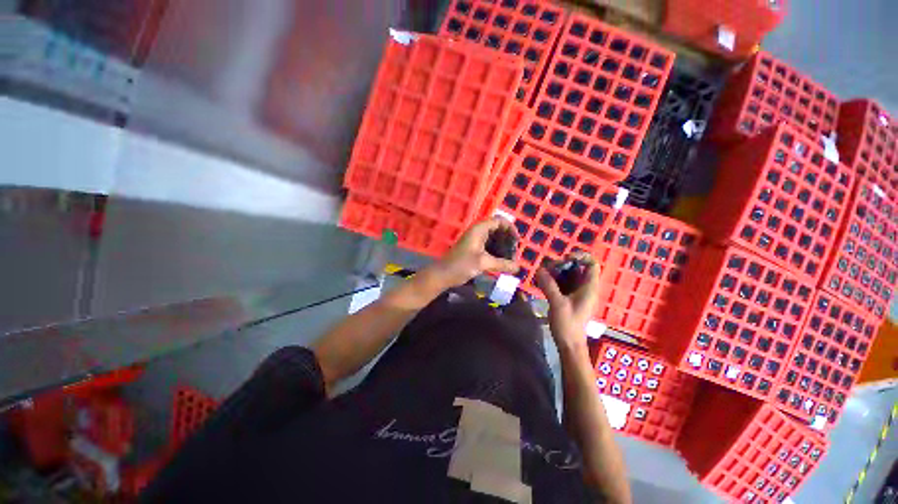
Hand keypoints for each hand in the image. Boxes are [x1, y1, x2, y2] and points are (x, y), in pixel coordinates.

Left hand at [428, 217, 519, 288]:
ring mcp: (475, 240)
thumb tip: (519, 267)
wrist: (443, 274)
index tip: (517, 241)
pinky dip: (496, 251)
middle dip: (508, 239)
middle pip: (498, 229)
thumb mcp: (484, 263)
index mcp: (479, 229)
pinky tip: (501, 262)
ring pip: (494, 239)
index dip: (511, 228)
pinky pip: (489, 246)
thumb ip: (502, 264)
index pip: (499, 221)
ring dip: (503, 246)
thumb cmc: (462, 265)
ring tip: (510, 258)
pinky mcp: (473, 249)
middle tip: (514, 252)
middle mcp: (478, 232)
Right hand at [535, 251, 601, 352]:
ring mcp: (576, 293)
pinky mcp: (568, 298)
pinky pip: (561, 283)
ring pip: (567, 275)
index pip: (592, 264)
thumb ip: (549, 285)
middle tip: (548, 269)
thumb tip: (540, 270)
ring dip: (555, 272)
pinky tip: (542, 282)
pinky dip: (553, 280)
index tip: (564, 258)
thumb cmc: (568, 324)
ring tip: (542, 274)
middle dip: (562, 265)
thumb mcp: (557, 303)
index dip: (580, 257)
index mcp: (589, 288)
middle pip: (576, 268)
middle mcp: (584, 288)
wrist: (569, 344)